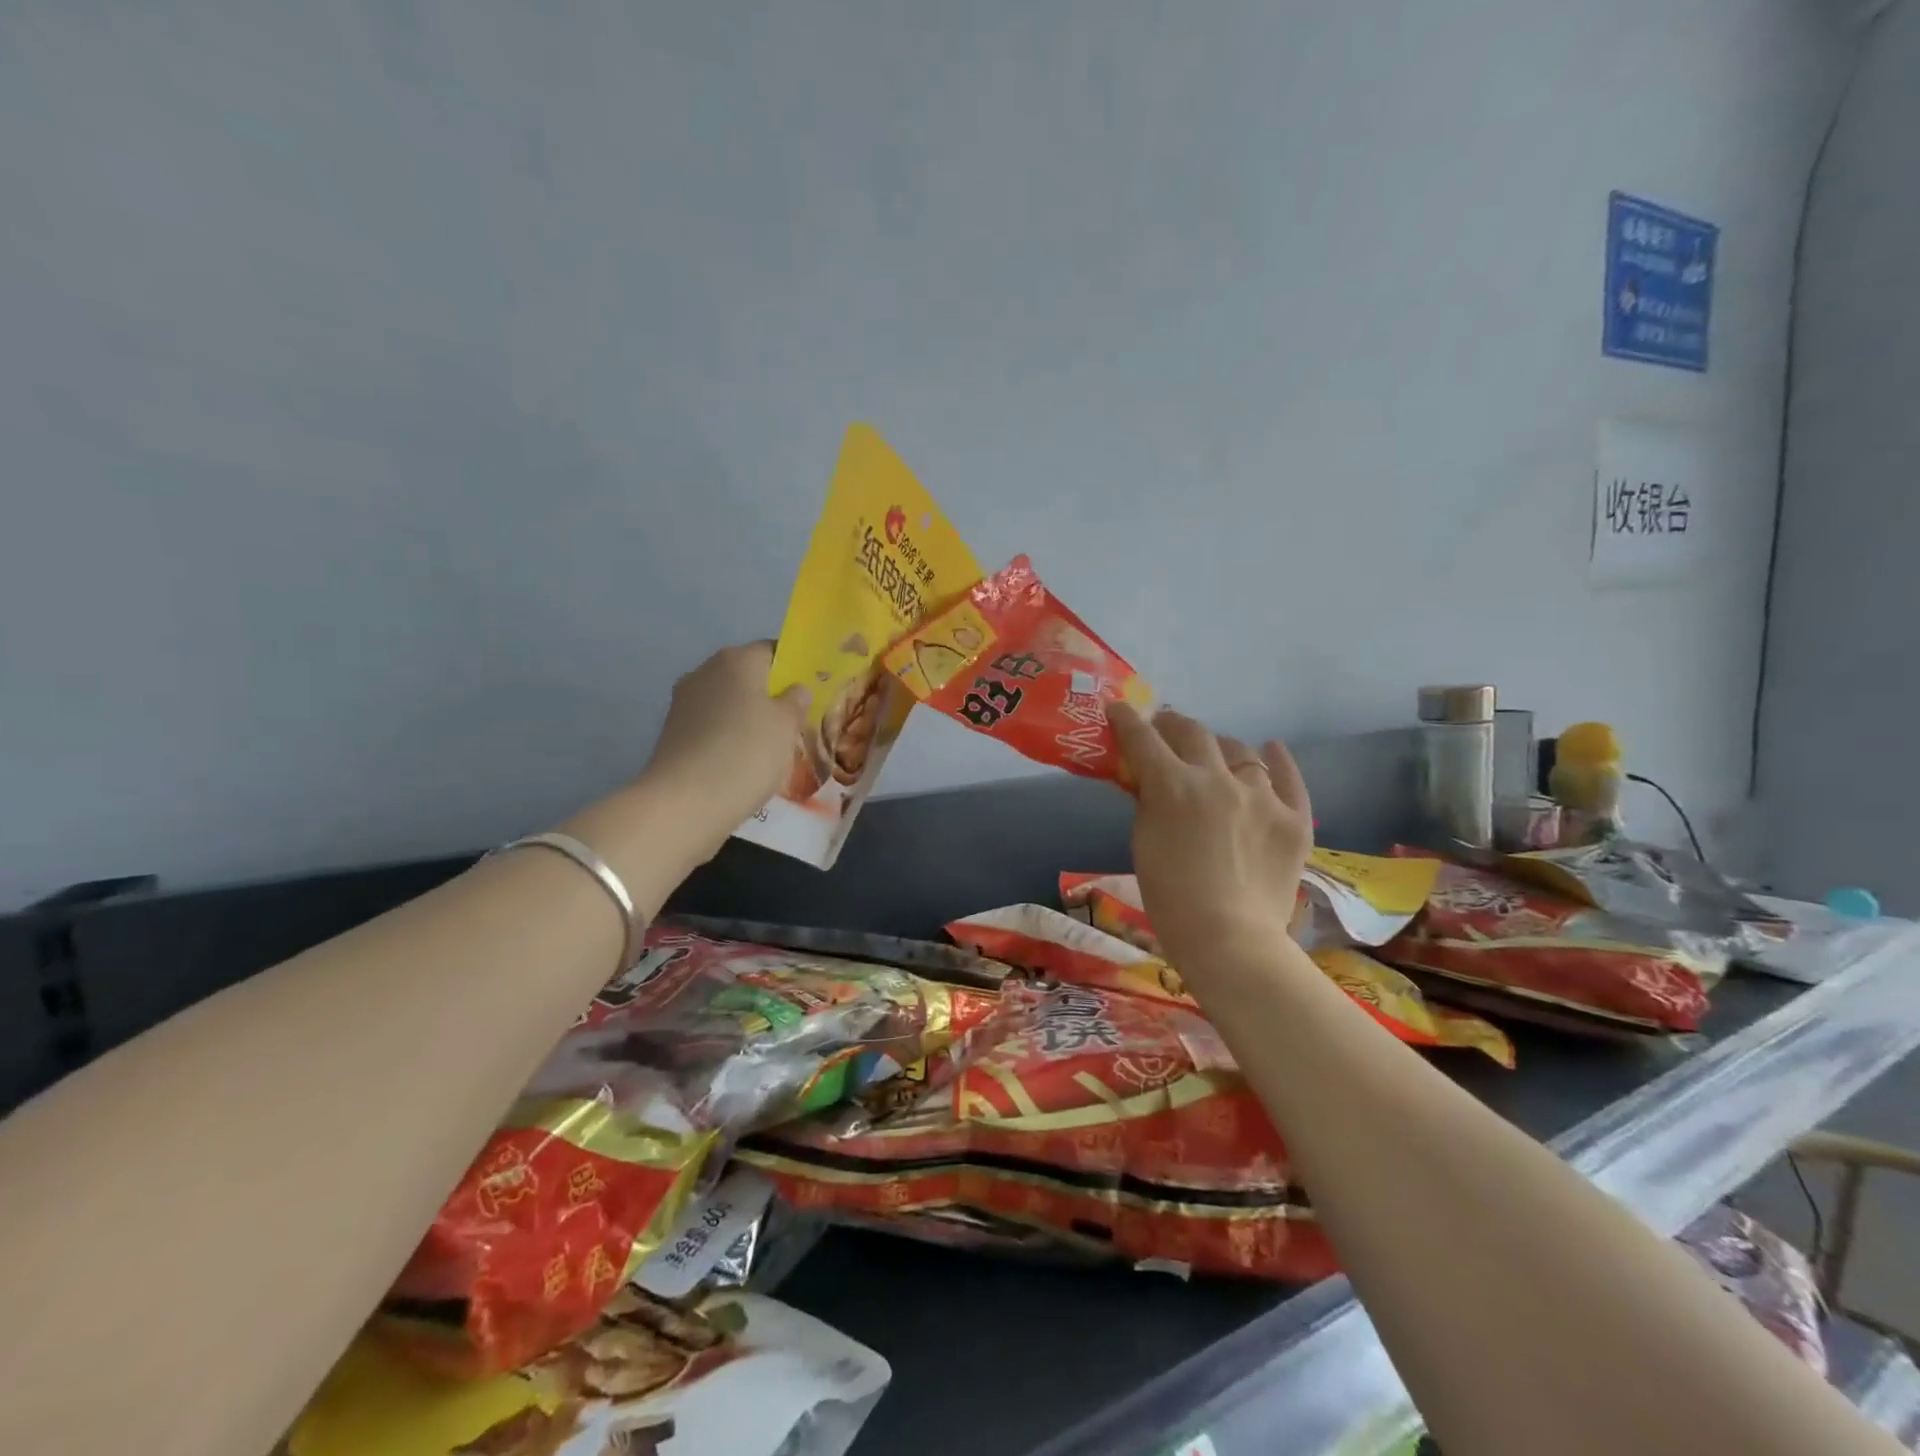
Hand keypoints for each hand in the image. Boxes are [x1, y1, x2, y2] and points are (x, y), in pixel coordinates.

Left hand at [638, 641, 808, 854]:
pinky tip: (743, 761)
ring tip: (771, 746)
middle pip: (747, 675)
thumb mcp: (787, 725)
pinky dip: (728, 737)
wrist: (686, 801)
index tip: (809, 693)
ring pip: (728, 701)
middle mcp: (706, 671)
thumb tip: (795, 689)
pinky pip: (712, 725)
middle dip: (770, 694)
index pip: (773, 650)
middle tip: (795, 722)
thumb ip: (796, 701)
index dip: (793, 669)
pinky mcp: (673, 732)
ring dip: (748, 717)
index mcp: (737, 659)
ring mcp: (685, 701)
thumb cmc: (747, 752)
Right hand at [1106, 702, 1312, 973]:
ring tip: (1214, 754)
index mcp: (1173, 786)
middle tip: (1164, 730)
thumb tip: (1151, 781)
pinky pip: (1288, 778)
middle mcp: (1217, 779)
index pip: (1143, 738)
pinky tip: (1271, 749)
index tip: (1119, 710)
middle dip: (1172, 725)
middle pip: (1193, 733)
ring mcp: (1261, 796)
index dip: (1126, 720)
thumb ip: (1148, 803)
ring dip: (1219, 747)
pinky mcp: (1294, 818)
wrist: (1229, 940)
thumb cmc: (1170, 898)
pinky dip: (1277, 760)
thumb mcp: (1143, 844)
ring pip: (1240, 750)